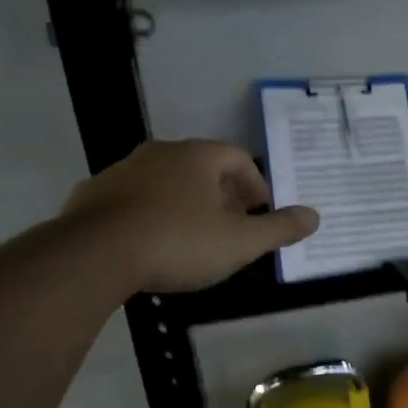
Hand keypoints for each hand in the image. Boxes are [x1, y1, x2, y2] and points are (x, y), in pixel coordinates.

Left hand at [62, 140, 317, 293]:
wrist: (93, 255)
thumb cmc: (178, 242)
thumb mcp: (239, 242)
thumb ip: (278, 228)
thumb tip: (315, 216)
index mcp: (198, 156)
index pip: (238, 158)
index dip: (255, 183)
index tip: (260, 210)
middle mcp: (160, 153)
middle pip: (201, 167)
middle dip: (221, 194)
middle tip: (231, 225)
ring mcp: (122, 171)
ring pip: (165, 181)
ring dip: (183, 202)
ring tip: (191, 236)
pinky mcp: (93, 194)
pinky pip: (132, 199)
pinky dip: (148, 213)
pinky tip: (149, 242)